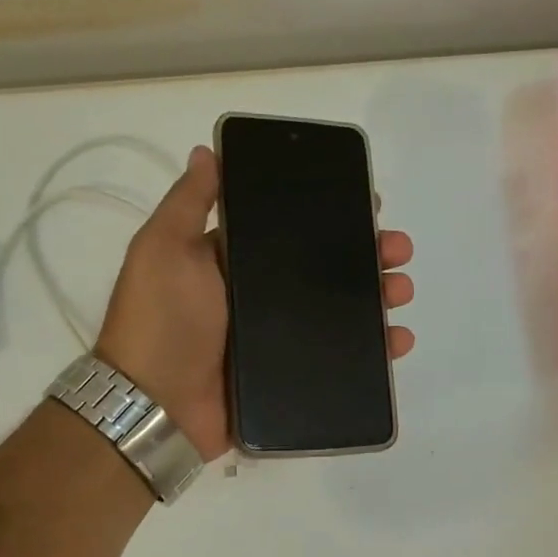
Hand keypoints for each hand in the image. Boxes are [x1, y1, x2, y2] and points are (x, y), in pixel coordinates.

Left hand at [96, 145, 416, 461]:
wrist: (156, 405)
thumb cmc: (162, 319)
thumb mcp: (165, 249)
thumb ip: (189, 203)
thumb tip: (207, 151)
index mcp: (233, 262)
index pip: (291, 230)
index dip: (330, 215)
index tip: (368, 205)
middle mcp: (258, 296)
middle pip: (323, 270)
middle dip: (365, 255)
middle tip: (397, 250)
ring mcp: (276, 339)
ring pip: (338, 312)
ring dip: (376, 297)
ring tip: (401, 290)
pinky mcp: (289, 376)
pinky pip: (338, 358)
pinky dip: (372, 350)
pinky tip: (397, 339)